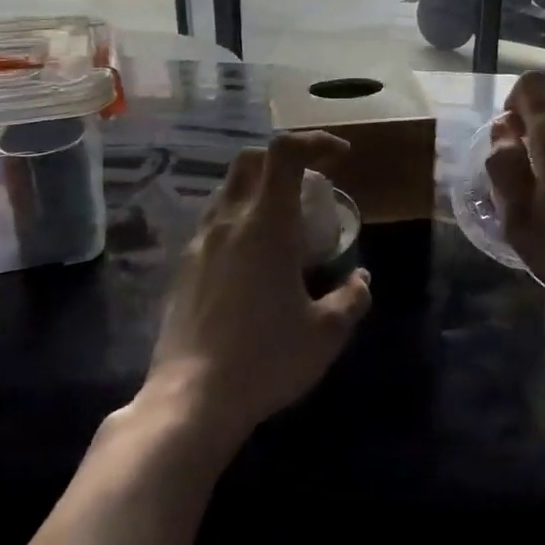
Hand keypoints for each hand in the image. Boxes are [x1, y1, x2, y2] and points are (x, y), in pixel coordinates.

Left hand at [145, 131, 371, 448]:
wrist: (190, 402)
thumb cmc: (265, 359)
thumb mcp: (326, 333)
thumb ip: (352, 298)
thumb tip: (360, 279)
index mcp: (266, 224)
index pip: (285, 152)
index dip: (316, 142)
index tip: (342, 157)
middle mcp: (228, 222)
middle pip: (251, 160)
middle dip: (286, 159)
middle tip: (313, 185)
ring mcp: (199, 244)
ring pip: (228, 190)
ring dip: (260, 189)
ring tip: (286, 223)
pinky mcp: (183, 270)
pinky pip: (214, 224)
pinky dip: (240, 220)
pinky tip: (255, 262)